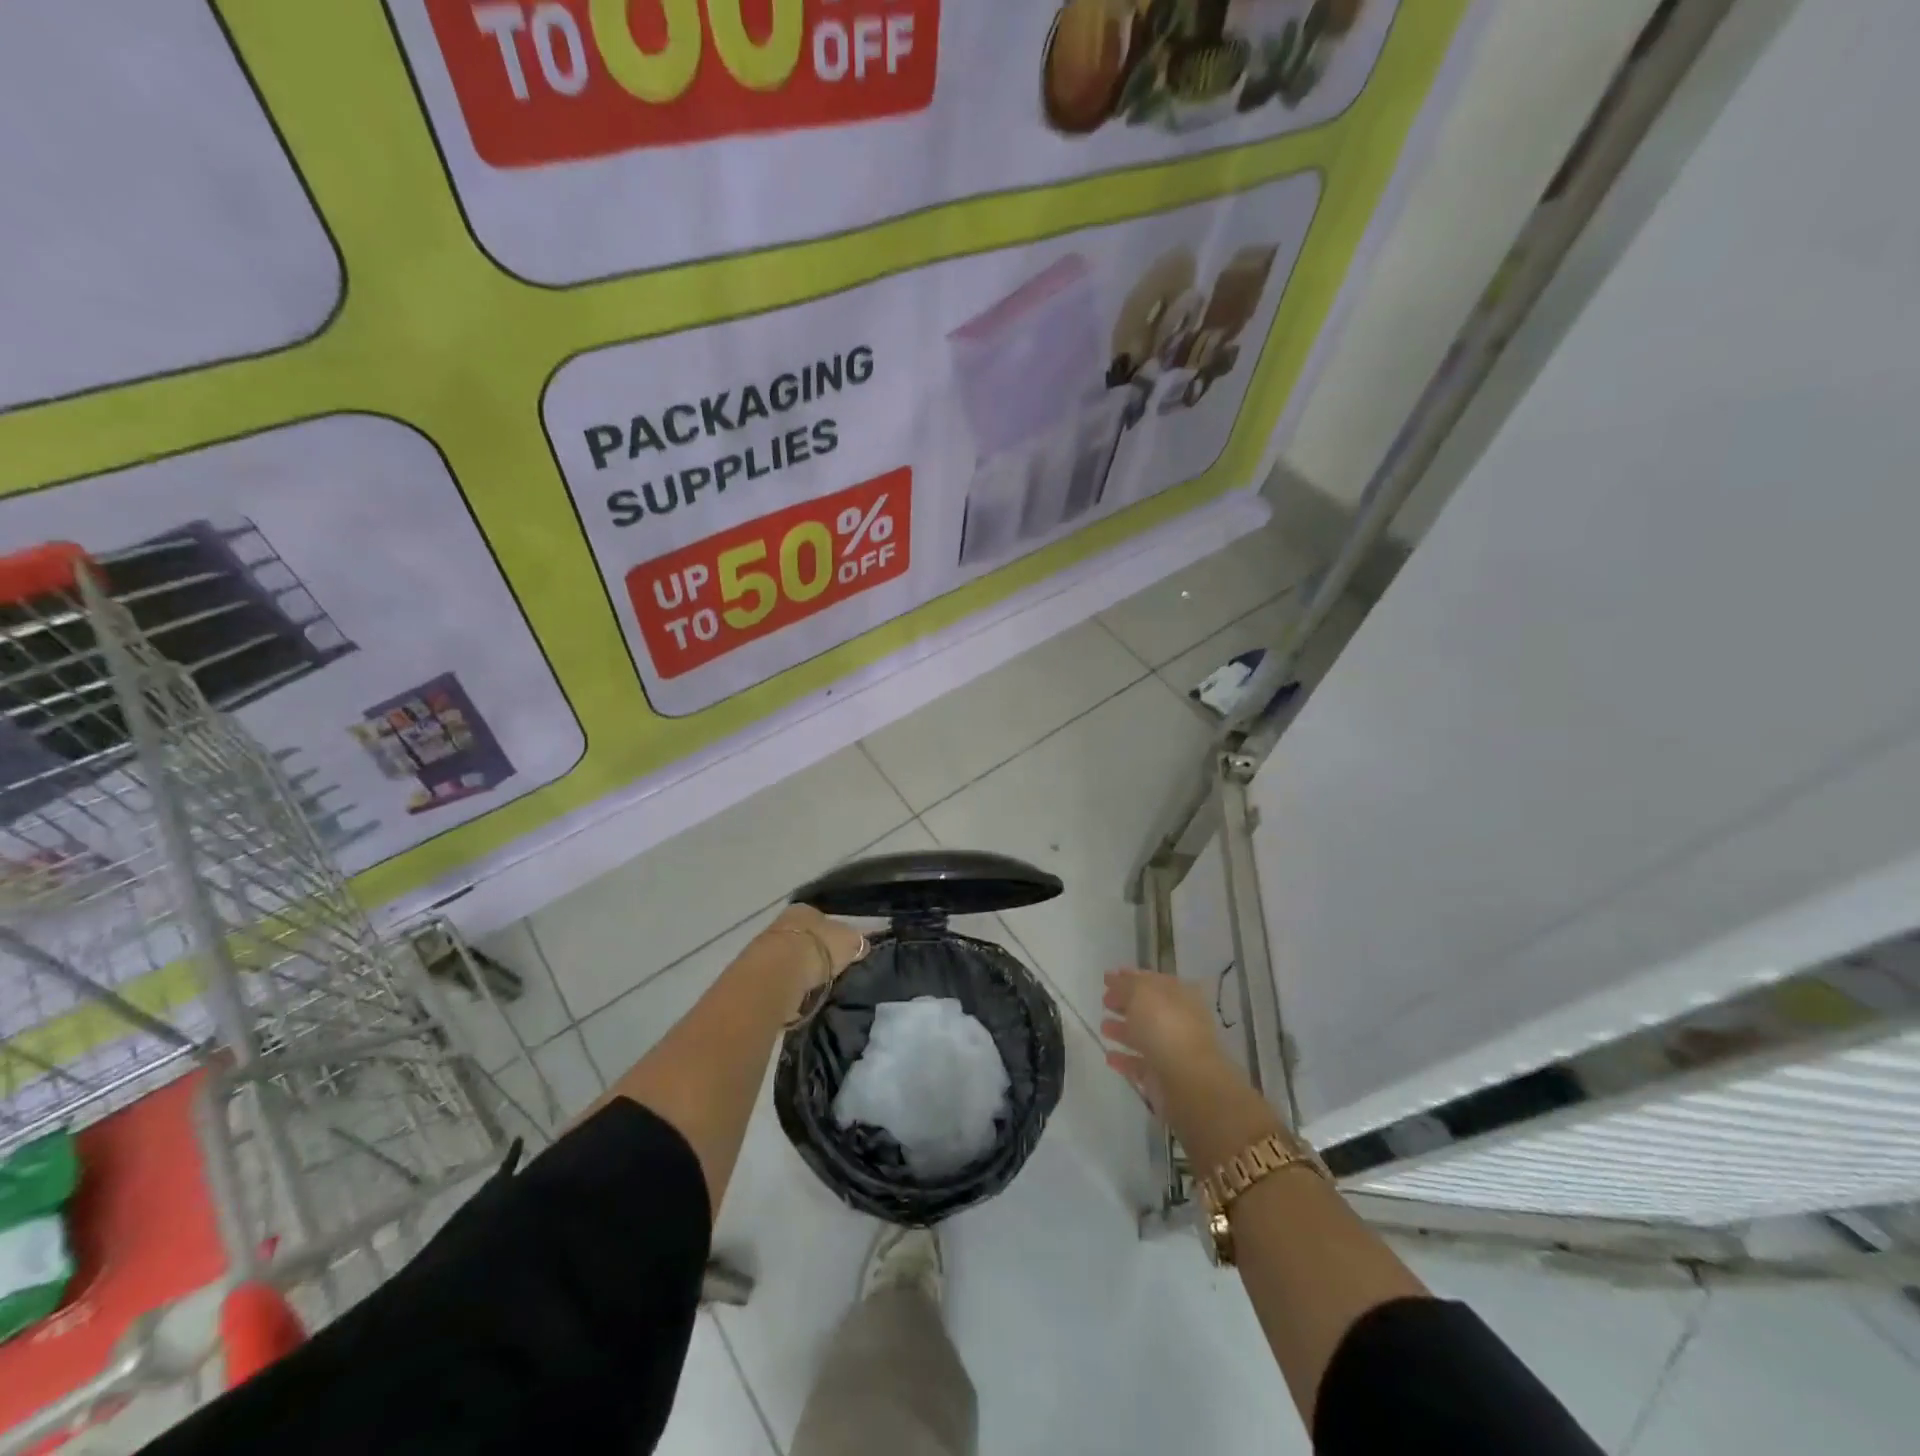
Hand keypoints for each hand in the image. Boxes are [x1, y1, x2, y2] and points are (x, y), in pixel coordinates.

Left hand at [759, 904, 867, 1004]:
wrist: (779, 972)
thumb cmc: (819, 948)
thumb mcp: (850, 941)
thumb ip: (858, 941)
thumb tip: (864, 945)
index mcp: (805, 909)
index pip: (821, 918)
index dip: (832, 933)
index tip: (840, 950)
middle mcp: (783, 922)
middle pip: (804, 936)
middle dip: (814, 951)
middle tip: (828, 969)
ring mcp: (767, 946)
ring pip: (790, 956)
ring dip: (800, 969)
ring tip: (815, 985)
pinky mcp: (758, 971)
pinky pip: (781, 975)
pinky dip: (789, 983)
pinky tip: (799, 994)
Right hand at [1101, 967, 1236, 1115]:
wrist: (1187, 1080)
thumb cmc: (1165, 1026)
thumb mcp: (1141, 992)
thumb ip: (1125, 984)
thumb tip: (1113, 977)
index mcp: (1180, 995)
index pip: (1154, 981)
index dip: (1131, 978)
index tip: (1108, 978)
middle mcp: (1180, 1020)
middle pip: (1149, 1009)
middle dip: (1126, 1004)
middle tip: (1104, 1001)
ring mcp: (1172, 1050)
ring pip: (1144, 1036)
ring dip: (1123, 1030)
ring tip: (1103, 1027)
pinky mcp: (1163, 1077)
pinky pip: (1140, 1064)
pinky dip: (1125, 1059)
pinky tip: (1109, 1056)